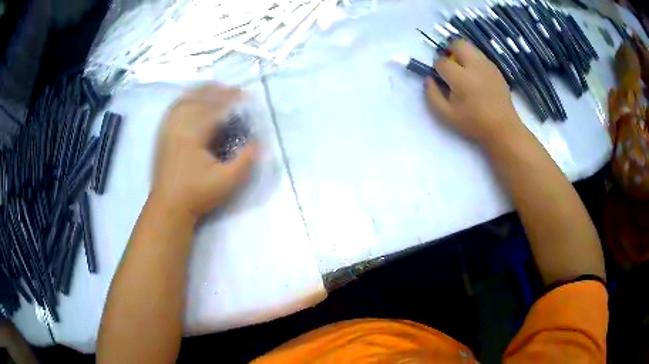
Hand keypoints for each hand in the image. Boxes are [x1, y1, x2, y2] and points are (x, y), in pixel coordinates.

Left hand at [152, 84, 255, 218]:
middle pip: (198, 99)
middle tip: (231, 89)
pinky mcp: (162, 136)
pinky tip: (189, 100)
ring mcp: (167, 130)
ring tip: (213, 88)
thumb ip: (244, 162)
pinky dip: (184, 100)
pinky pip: (173, 110)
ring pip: (184, 101)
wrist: (167, 207)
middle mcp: (178, 126)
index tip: (244, 94)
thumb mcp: (225, 182)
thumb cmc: (196, 195)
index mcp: (193, 134)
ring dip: (199, 92)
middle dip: (216, 90)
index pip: (214, 108)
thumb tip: (259, 144)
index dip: (230, 98)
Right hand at [425, 40, 522, 145]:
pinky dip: (474, 60)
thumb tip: (428, 79)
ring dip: (462, 53)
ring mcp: (487, 65)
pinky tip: (476, 76)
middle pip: (457, 44)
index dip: (437, 68)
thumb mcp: (447, 115)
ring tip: (463, 69)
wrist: (503, 128)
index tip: (441, 78)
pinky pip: (480, 56)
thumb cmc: (474, 124)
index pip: (441, 62)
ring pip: (470, 47)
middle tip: (450, 65)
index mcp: (461, 78)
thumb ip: (432, 95)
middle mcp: (474, 66)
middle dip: (449, 51)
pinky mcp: (496, 69)